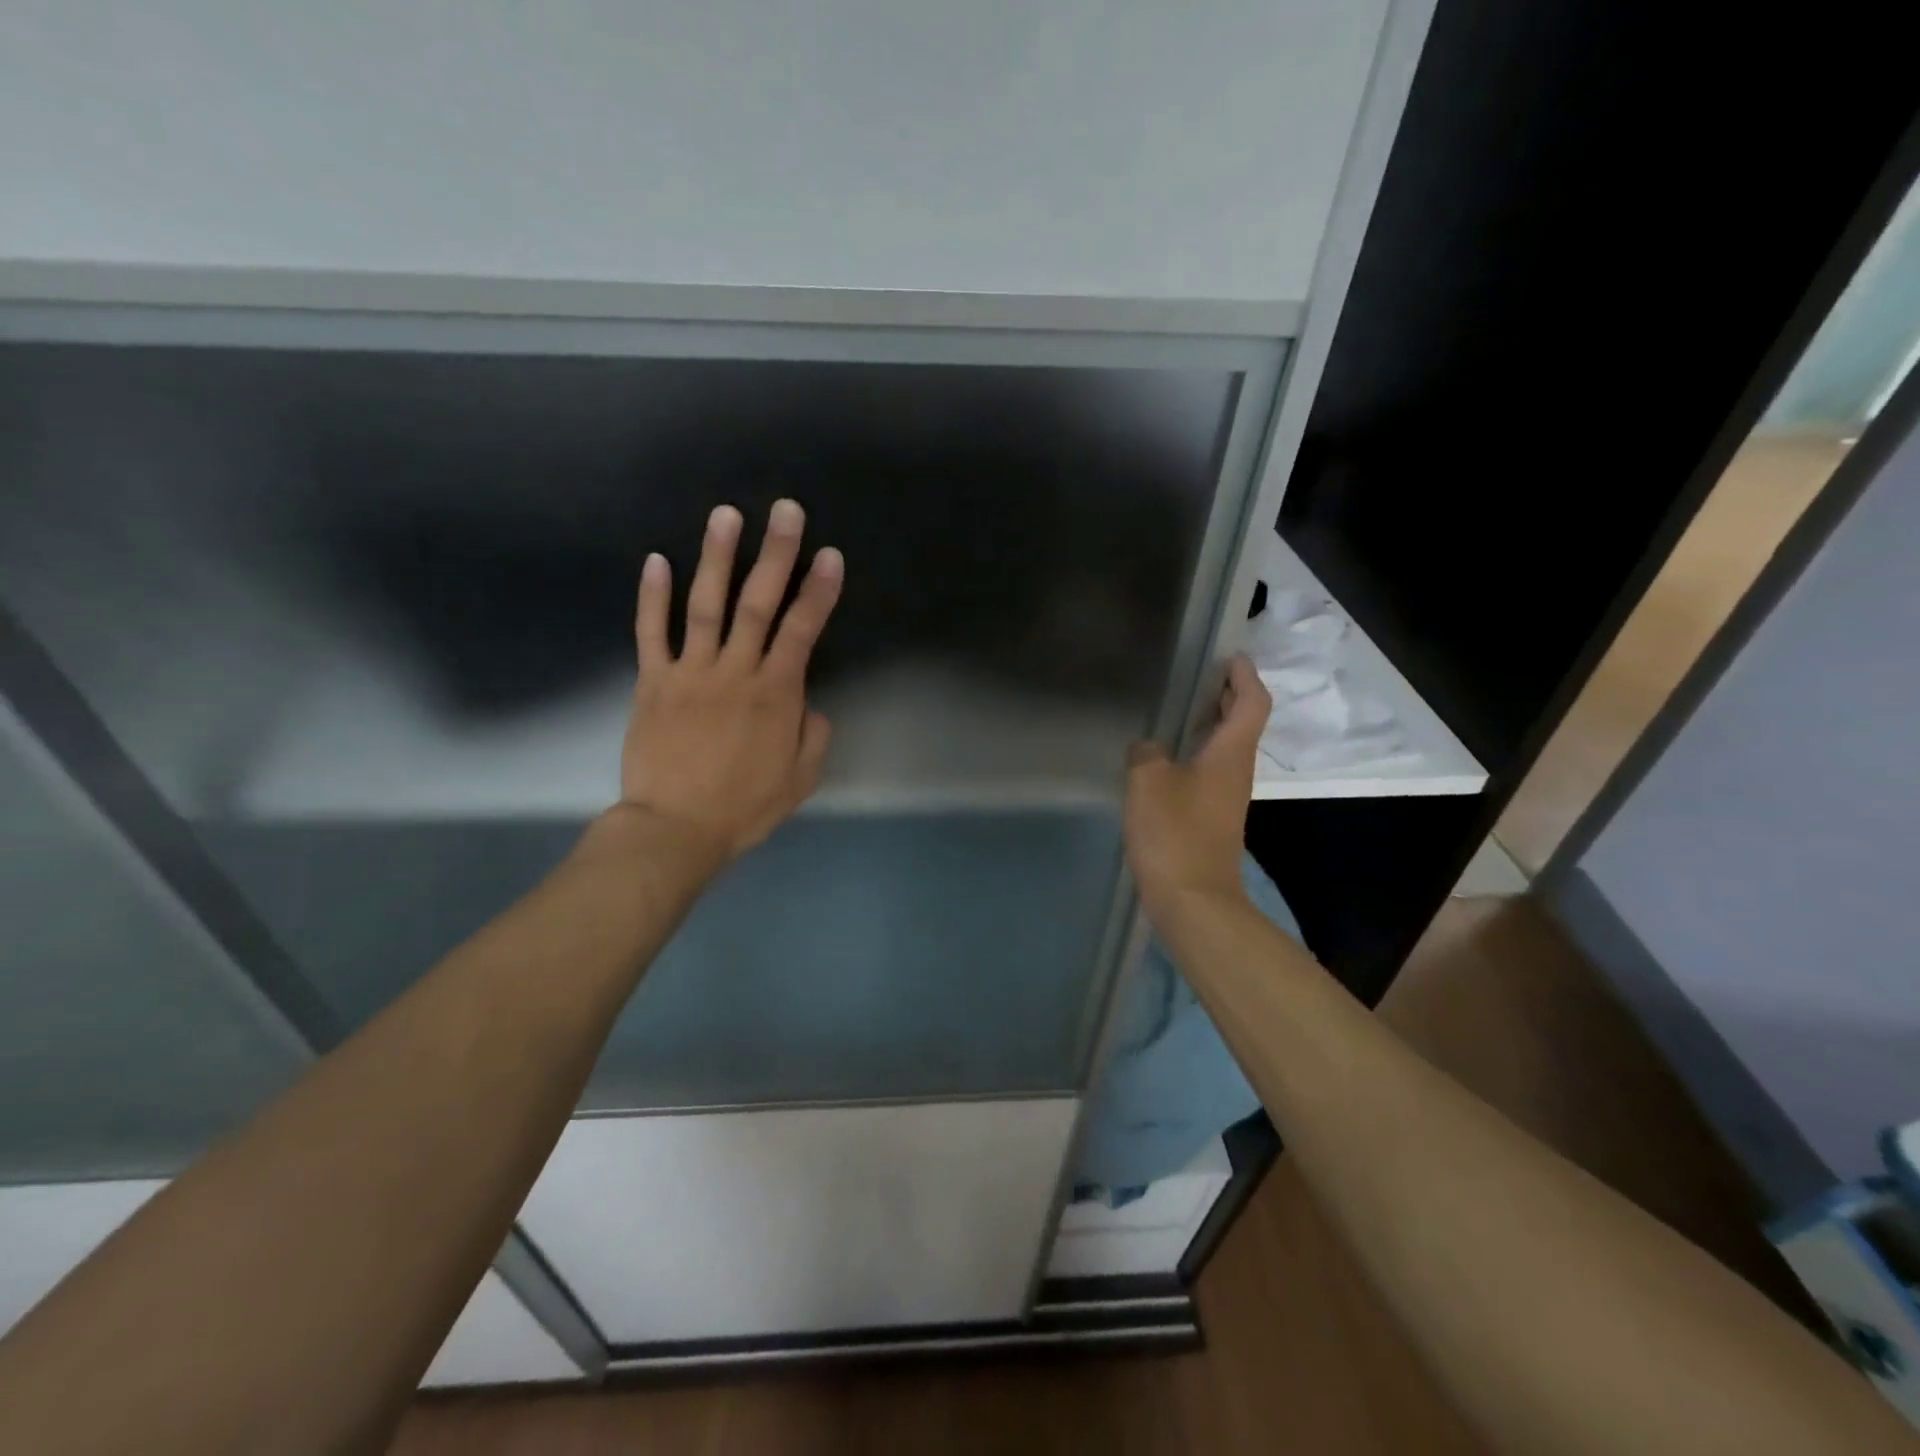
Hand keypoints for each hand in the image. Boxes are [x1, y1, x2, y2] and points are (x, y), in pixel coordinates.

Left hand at [618, 499, 843, 863]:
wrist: (675, 829)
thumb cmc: (744, 807)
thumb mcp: (799, 779)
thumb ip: (812, 736)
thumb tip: (808, 705)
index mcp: (775, 694)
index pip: (802, 630)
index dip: (818, 591)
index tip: (830, 556)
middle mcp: (735, 671)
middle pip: (758, 603)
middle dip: (776, 554)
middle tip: (786, 511)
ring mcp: (690, 672)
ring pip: (706, 605)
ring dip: (717, 558)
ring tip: (726, 515)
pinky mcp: (653, 682)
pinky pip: (651, 632)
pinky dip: (652, 596)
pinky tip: (656, 560)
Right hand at [1123, 655, 1269, 916]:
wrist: (1192, 899)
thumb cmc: (1174, 833)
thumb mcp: (1148, 781)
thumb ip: (1146, 753)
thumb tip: (1149, 748)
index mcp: (1231, 754)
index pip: (1252, 703)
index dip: (1245, 676)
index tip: (1229, 657)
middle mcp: (1237, 771)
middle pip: (1242, 723)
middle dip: (1227, 696)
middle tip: (1200, 676)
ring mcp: (1226, 797)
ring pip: (1226, 748)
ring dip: (1210, 724)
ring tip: (1178, 710)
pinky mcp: (1212, 818)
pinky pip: (1209, 771)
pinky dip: (1195, 752)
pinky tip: (1165, 759)